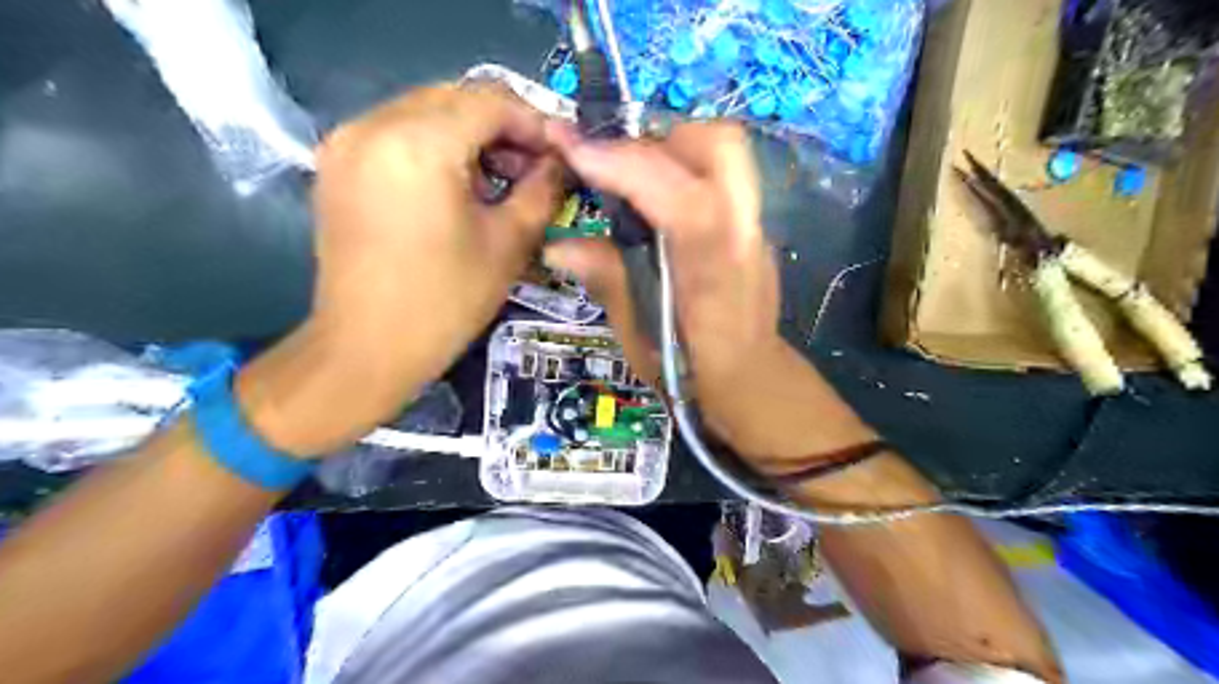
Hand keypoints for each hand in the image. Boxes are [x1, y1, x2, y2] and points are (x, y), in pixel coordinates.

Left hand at [234, 87, 564, 457]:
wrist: (366, 350)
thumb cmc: (444, 302)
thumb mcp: (508, 244)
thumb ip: (541, 191)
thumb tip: (560, 164)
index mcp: (418, 144)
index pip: (490, 101)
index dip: (534, 122)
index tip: (561, 154)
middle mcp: (373, 126)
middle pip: (455, 98)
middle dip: (503, 127)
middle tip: (535, 168)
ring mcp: (347, 143)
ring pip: (426, 112)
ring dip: (471, 136)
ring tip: (502, 179)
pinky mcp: (338, 165)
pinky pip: (398, 134)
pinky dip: (437, 147)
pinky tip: (460, 185)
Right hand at [543, 121, 877, 468]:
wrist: (755, 383)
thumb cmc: (695, 376)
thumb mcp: (641, 340)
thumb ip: (610, 282)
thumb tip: (558, 245)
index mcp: (715, 276)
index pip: (684, 203)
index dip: (628, 167)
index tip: (573, 150)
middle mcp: (743, 237)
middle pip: (721, 146)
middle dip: (657, 141)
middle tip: (613, 167)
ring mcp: (754, 226)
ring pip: (723, 150)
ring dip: (668, 148)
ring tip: (629, 178)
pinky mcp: (751, 224)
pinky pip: (718, 172)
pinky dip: (680, 167)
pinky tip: (653, 199)